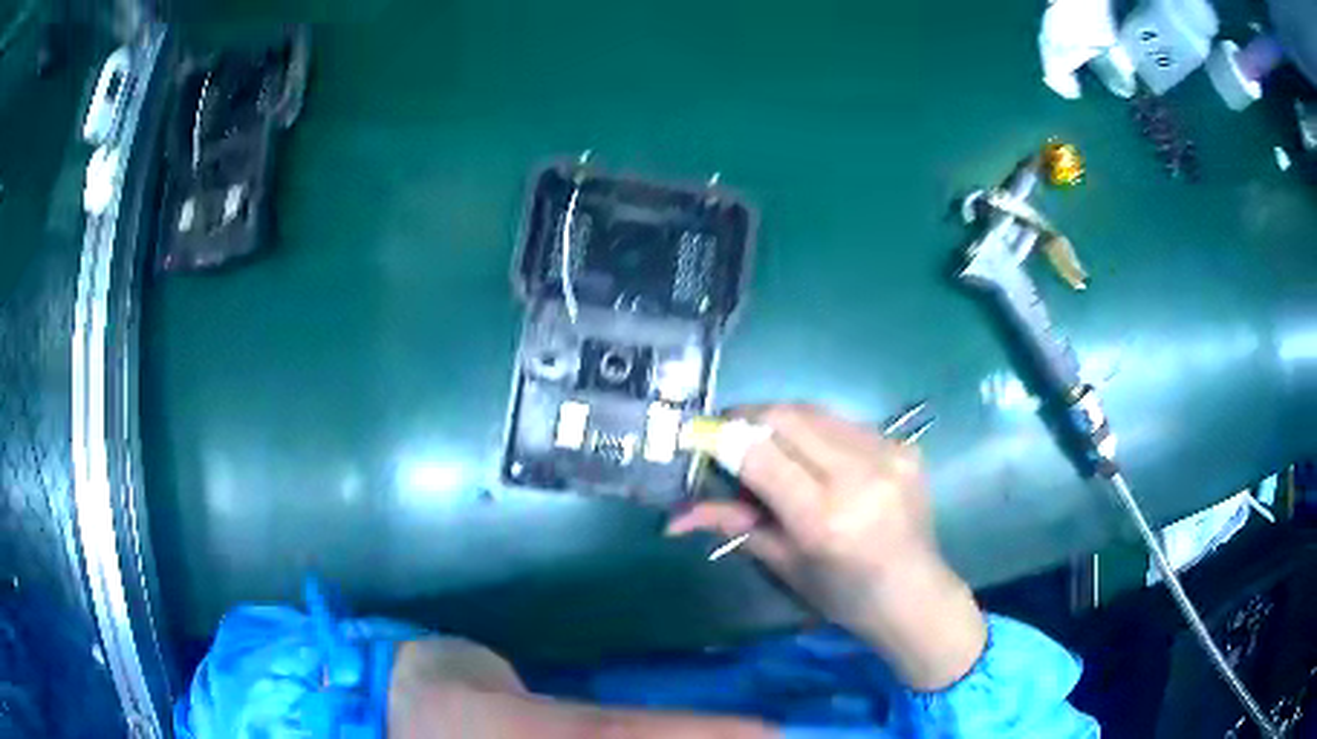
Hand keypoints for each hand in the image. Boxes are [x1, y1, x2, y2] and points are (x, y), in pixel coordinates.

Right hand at [666, 404, 986, 690]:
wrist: (915, 594)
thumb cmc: (843, 595)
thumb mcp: (784, 565)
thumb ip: (733, 525)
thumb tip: (675, 516)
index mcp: (824, 518)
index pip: (761, 454)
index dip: (723, 439)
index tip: (699, 437)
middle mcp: (859, 476)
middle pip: (787, 416)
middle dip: (747, 418)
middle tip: (727, 434)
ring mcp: (888, 454)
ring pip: (815, 410)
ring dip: (780, 420)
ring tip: (765, 442)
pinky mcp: (904, 445)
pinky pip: (844, 422)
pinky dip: (816, 430)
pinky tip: (812, 454)